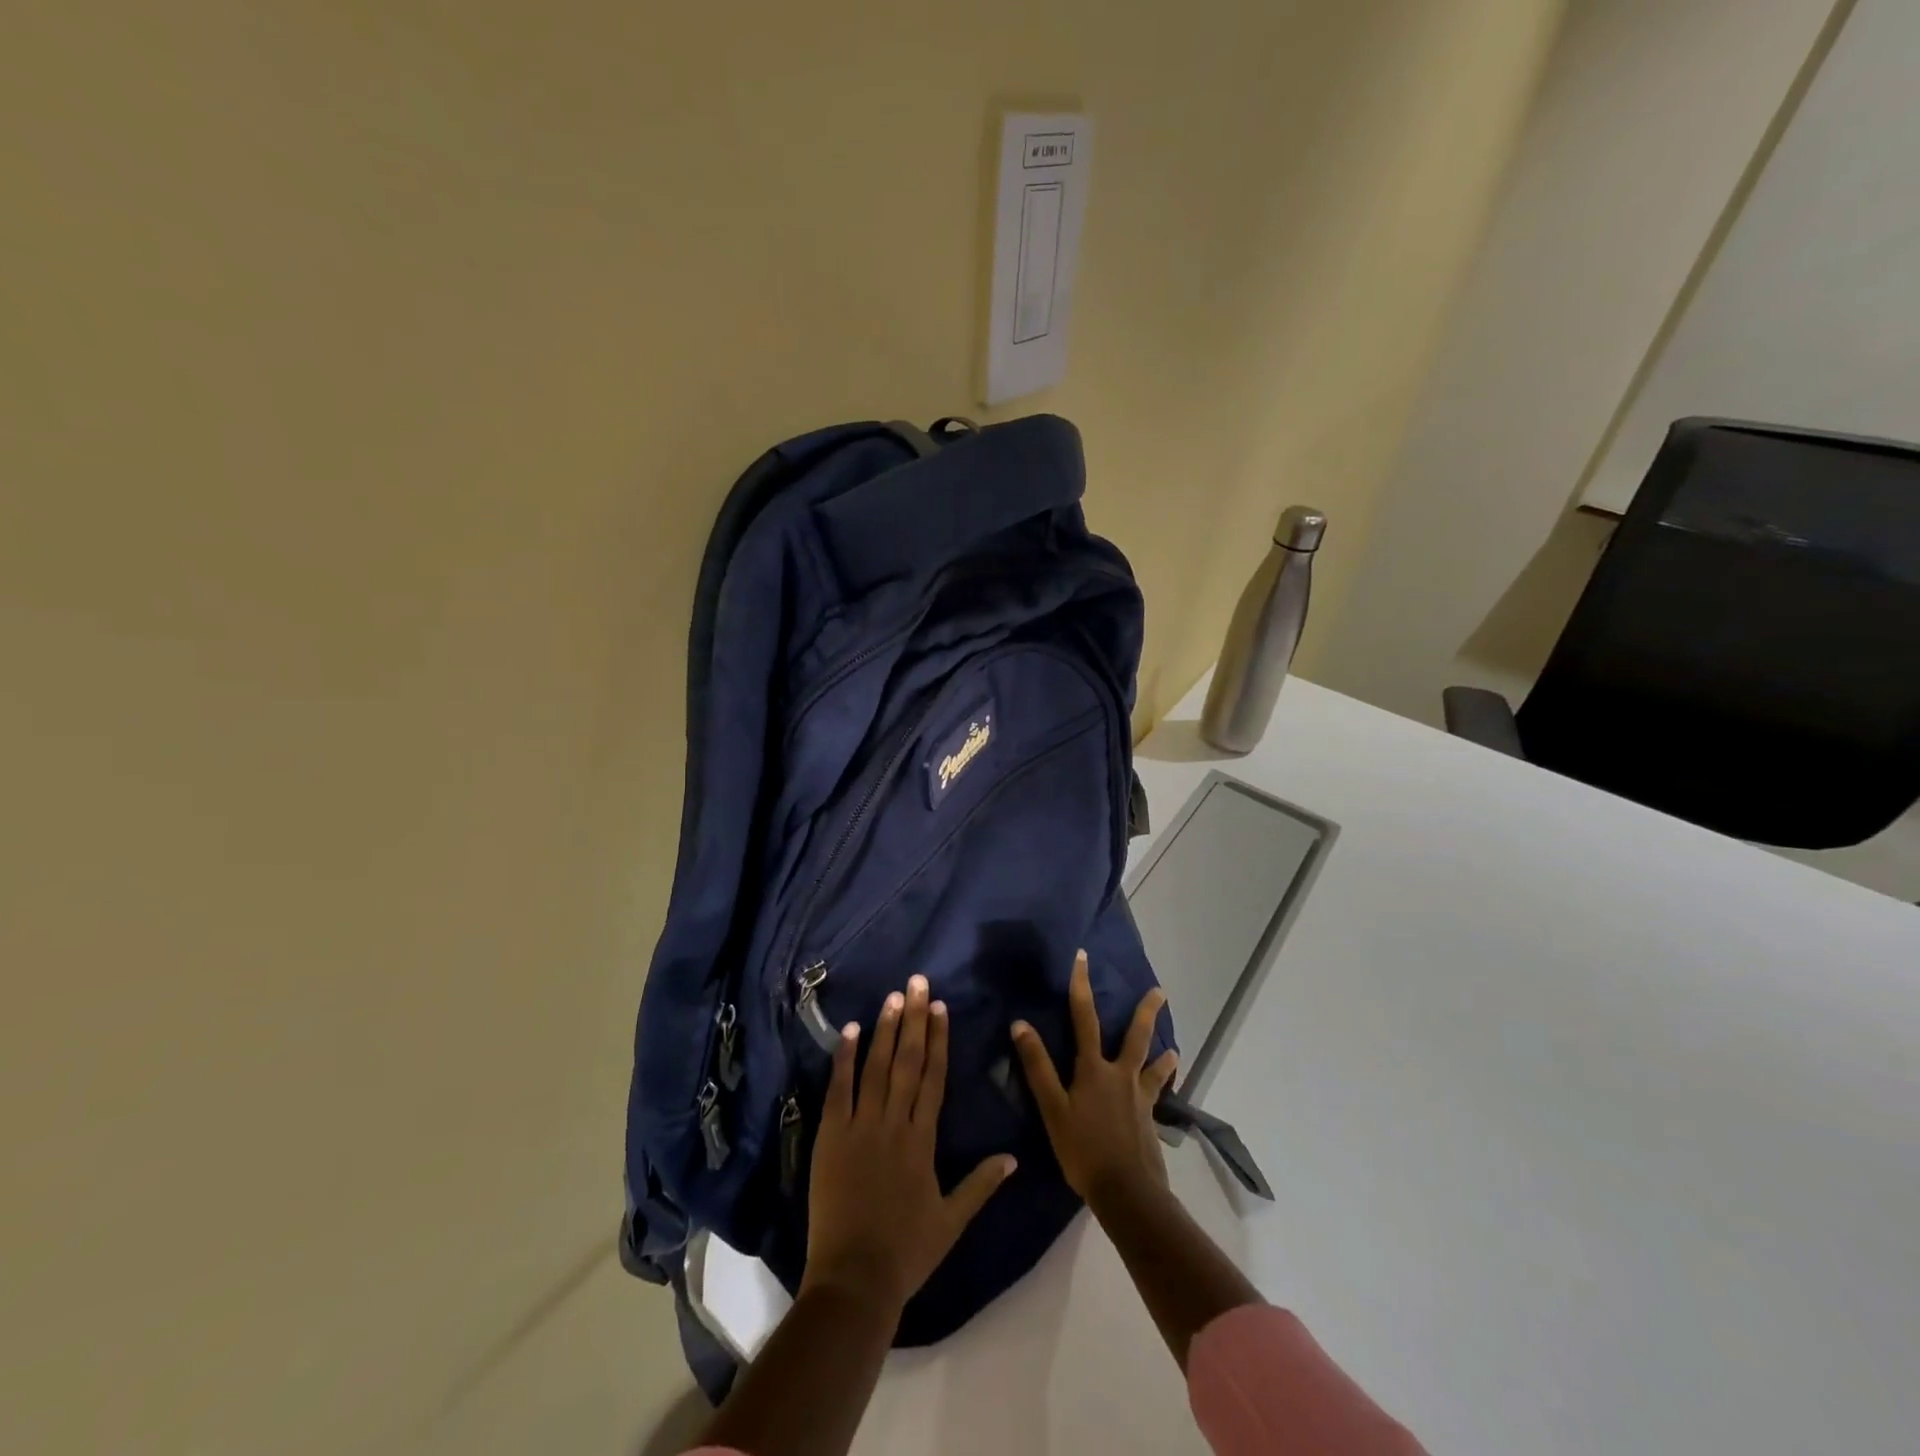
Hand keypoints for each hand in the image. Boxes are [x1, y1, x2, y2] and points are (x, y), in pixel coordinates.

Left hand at [803, 974, 1016, 1316]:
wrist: (854, 1280)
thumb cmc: (906, 1251)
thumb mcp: (951, 1221)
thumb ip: (980, 1184)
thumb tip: (1013, 1157)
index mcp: (923, 1140)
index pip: (933, 1078)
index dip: (937, 1039)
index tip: (939, 1006)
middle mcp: (894, 1123)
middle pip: (906, 1061)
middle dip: (913, 1018)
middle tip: (917, 981)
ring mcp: (860, 1127)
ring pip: (876, 1067)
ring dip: (884, 1029)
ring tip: (892, 996)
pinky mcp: (832, 1136)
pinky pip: (839, 1089)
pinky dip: (845, 1058)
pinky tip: (851, 1030)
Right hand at [1011, 950, 1178, 1205]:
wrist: (1127, 1192)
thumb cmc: (1083, 1149)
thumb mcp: (1052, 1108)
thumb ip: (1037, 1066)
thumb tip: (1020, 1023)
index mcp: (1094, 1069)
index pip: (1084, 1017)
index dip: (1081, 985)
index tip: (1082, 957)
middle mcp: (1120, 1075)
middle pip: (1135, 1036)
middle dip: (1146, 1011)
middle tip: (1159, 991)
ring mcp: (1139, 1098)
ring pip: (1153, 1067)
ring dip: (1163, 1054)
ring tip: (1174, 1048)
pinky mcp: (1149, 1121)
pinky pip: (1156, 1098)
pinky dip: (1162, 1090)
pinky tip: (1166, 1094)